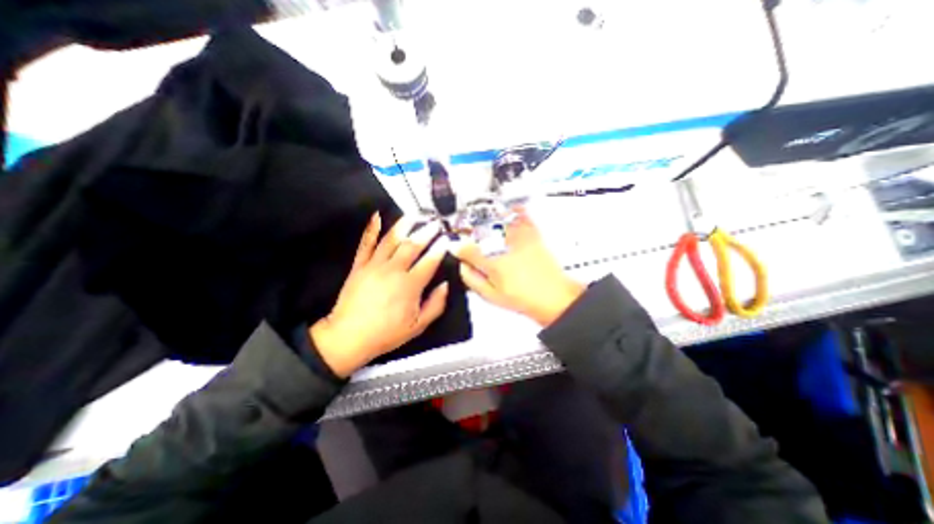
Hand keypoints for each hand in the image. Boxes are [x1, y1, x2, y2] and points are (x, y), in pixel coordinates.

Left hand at [309, 213, 448, 376]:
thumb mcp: (418, 326)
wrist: (349, 336)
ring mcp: (374, 266)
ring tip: (414, 215)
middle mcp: (393, 270)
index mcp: (409, 285)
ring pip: (391, 239)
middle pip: (412, 245)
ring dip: (404, 225)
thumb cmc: (386, 333)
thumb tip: (445, 286)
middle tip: (435, 223)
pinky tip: (376, 216)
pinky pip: (366, 244)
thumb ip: (435, 305)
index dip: (440, 248)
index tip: (447, 239)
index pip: (429, 261)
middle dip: (426, 232)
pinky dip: (371, 229)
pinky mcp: (359, 266)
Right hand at [454, 209, 580, 326]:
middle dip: (469, 233)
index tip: (455, 247)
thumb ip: (472, 280)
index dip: (457, 247)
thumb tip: (461, 267)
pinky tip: (508, 213)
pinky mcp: (532, 235)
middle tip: (466, 237)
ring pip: (497, 220)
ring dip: (486, 221)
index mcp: (492, 262)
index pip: (466, 249)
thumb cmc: (525, 298)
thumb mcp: (492, 296)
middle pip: (479, 232)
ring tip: (482, 227)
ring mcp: (519, 237)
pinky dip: (514, 211)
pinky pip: (521, 216)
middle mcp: (504, 246)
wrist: (554, 297)